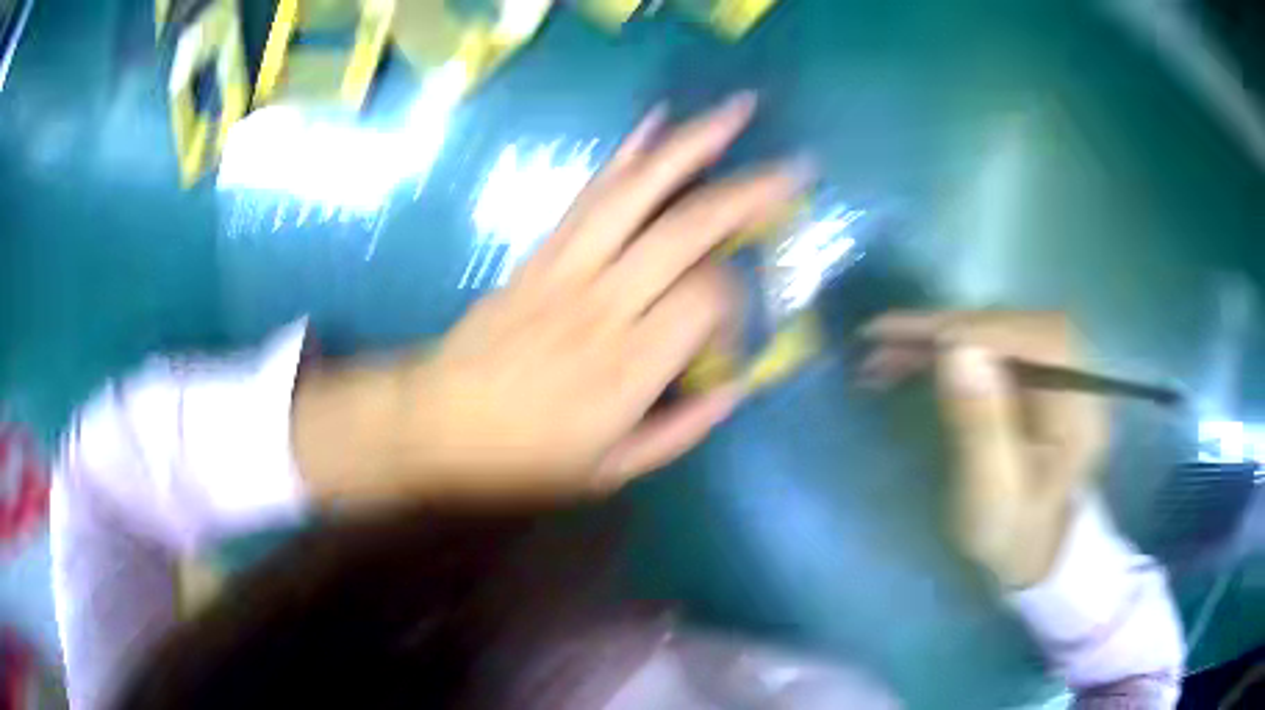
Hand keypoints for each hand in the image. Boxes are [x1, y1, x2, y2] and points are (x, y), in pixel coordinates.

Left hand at [297, 94, 811, 501]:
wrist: (435, 425)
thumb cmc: (521, 461)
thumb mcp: (608, 472)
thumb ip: (679, 432)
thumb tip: (736, 389)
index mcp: (627, 369)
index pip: (709, 299)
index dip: (739, 302)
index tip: (733, 329)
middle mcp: (603, 304)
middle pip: (687, 229)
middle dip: (748, 193)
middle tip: (794, 169)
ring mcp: (567, 268)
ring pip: (639, 193)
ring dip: (692, 145)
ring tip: (735, 113)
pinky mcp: (541, 253)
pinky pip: (590, 194)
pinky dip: (626, 156)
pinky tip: (657, 124)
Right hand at [861, 311, 1108, 586]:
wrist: (1034, 550)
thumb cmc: (1012, 534)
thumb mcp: (992, 495)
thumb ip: (980, 426)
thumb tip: (957, 349)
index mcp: (1080, 402)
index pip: (1025, 337)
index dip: (964, 329)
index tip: (898, 335)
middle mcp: (1077, 370)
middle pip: (1009, 324)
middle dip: (942, 329)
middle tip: (879, 343)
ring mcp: (1059, 368)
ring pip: (996, 329)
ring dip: (940, 336)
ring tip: (885, 354)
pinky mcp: (1039, 374)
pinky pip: (993, 345)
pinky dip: (951, 347)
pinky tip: (916, 358)